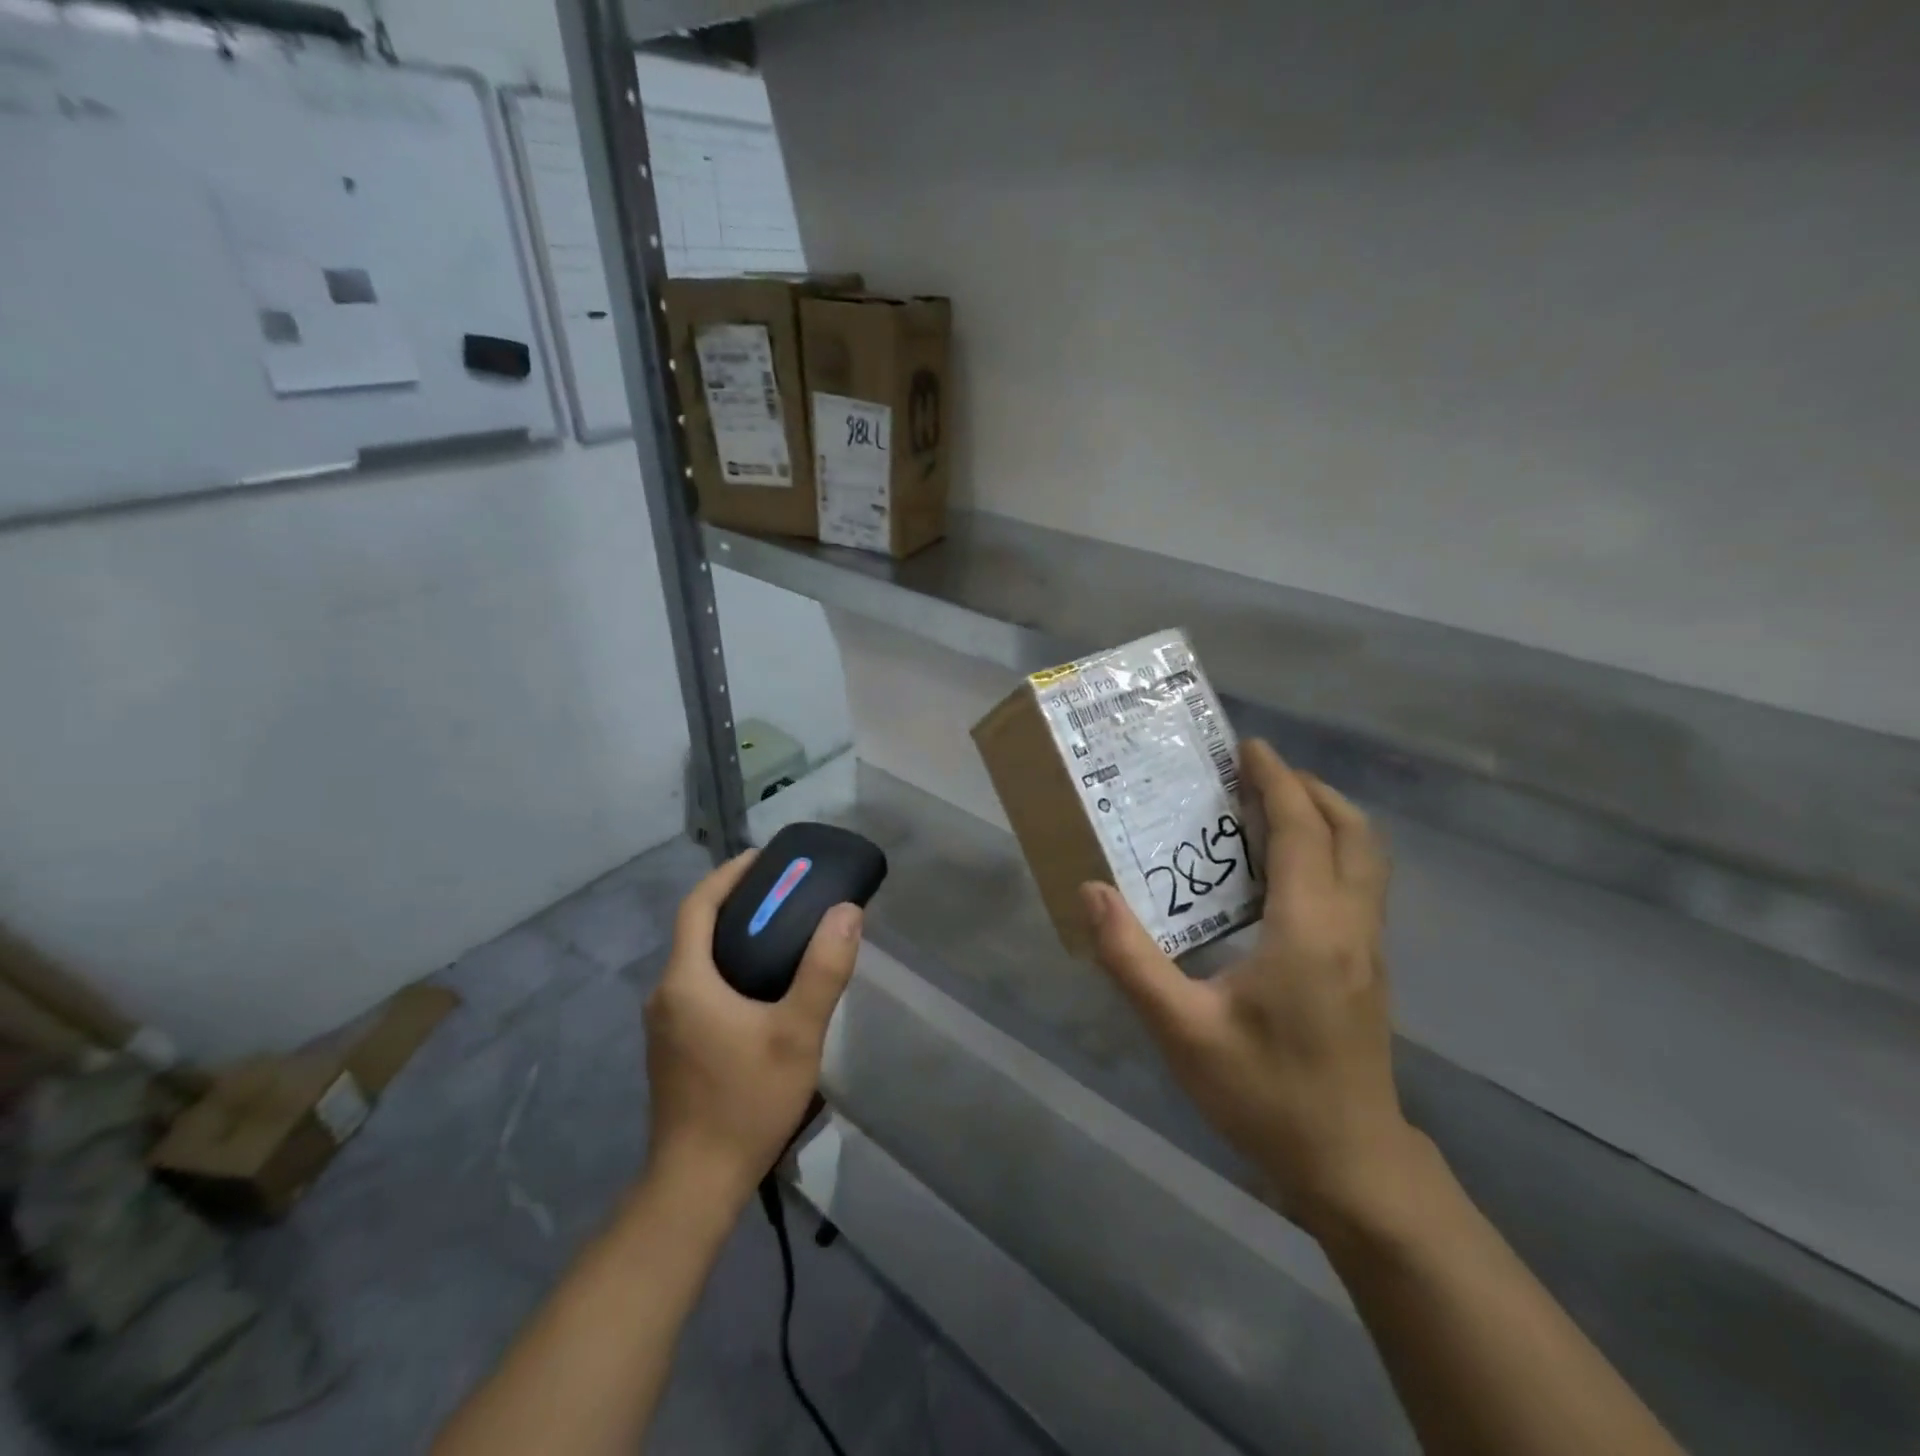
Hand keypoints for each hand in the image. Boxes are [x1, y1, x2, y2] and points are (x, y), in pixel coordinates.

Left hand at [643, 851, 862, 1204]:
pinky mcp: (672, 1048)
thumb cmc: (746, 1101)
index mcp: (686, 981)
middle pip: (697, 930)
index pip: (698, 905)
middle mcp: (665, 994)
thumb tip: (846, 911)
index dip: (728, 875)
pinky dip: (727, 968)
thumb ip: (823, 970)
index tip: (764, 857)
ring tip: (781, 931)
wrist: (695, 1184)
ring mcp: (664, 1025)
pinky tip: (762, 986)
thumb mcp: (797, 1033)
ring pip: (697, 961)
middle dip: (737, 902)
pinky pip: (699, 987)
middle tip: (785, 892)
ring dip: (733, 936)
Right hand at [1081, 739, 1424, 1235]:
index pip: (1302, 830)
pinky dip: (1329, 853)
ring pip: (1365, 859)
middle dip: (1309, 789)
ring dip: (1326, 819)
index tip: (1248, 747)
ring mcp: (1369, 950)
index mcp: (1310, 929)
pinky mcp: (1368, 970)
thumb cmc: (1265, 1096)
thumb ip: (1131, 959)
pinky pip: (1359, 886)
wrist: (1351, 1168)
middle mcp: (1351, 927)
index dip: (1278, 781)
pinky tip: (1283, 876)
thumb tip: (1091, 892)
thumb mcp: (1182, 1031)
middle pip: (1352, 832)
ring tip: (1271, 810)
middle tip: (1257, 774)